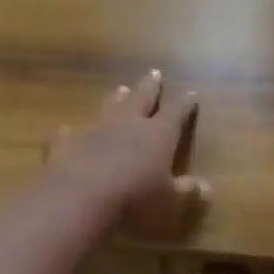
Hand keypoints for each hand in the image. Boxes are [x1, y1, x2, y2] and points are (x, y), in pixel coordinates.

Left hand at [45, 70, 209, 239]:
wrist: (81, 197)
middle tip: (154, 73)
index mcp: (158, 134)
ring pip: (109, 108)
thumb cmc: (135, 199)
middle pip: (142, 98)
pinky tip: (66, 130)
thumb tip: (207, 187)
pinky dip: (70, 131)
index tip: (191, 91)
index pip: (176, 111)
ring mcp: (97, 130)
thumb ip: (186, 190)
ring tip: (121, 89)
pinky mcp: (68, 142)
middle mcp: (129, 124)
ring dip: (116, 99)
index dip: (184, 101)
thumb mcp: (169, 200)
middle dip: (150, 86)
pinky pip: (70, 133)